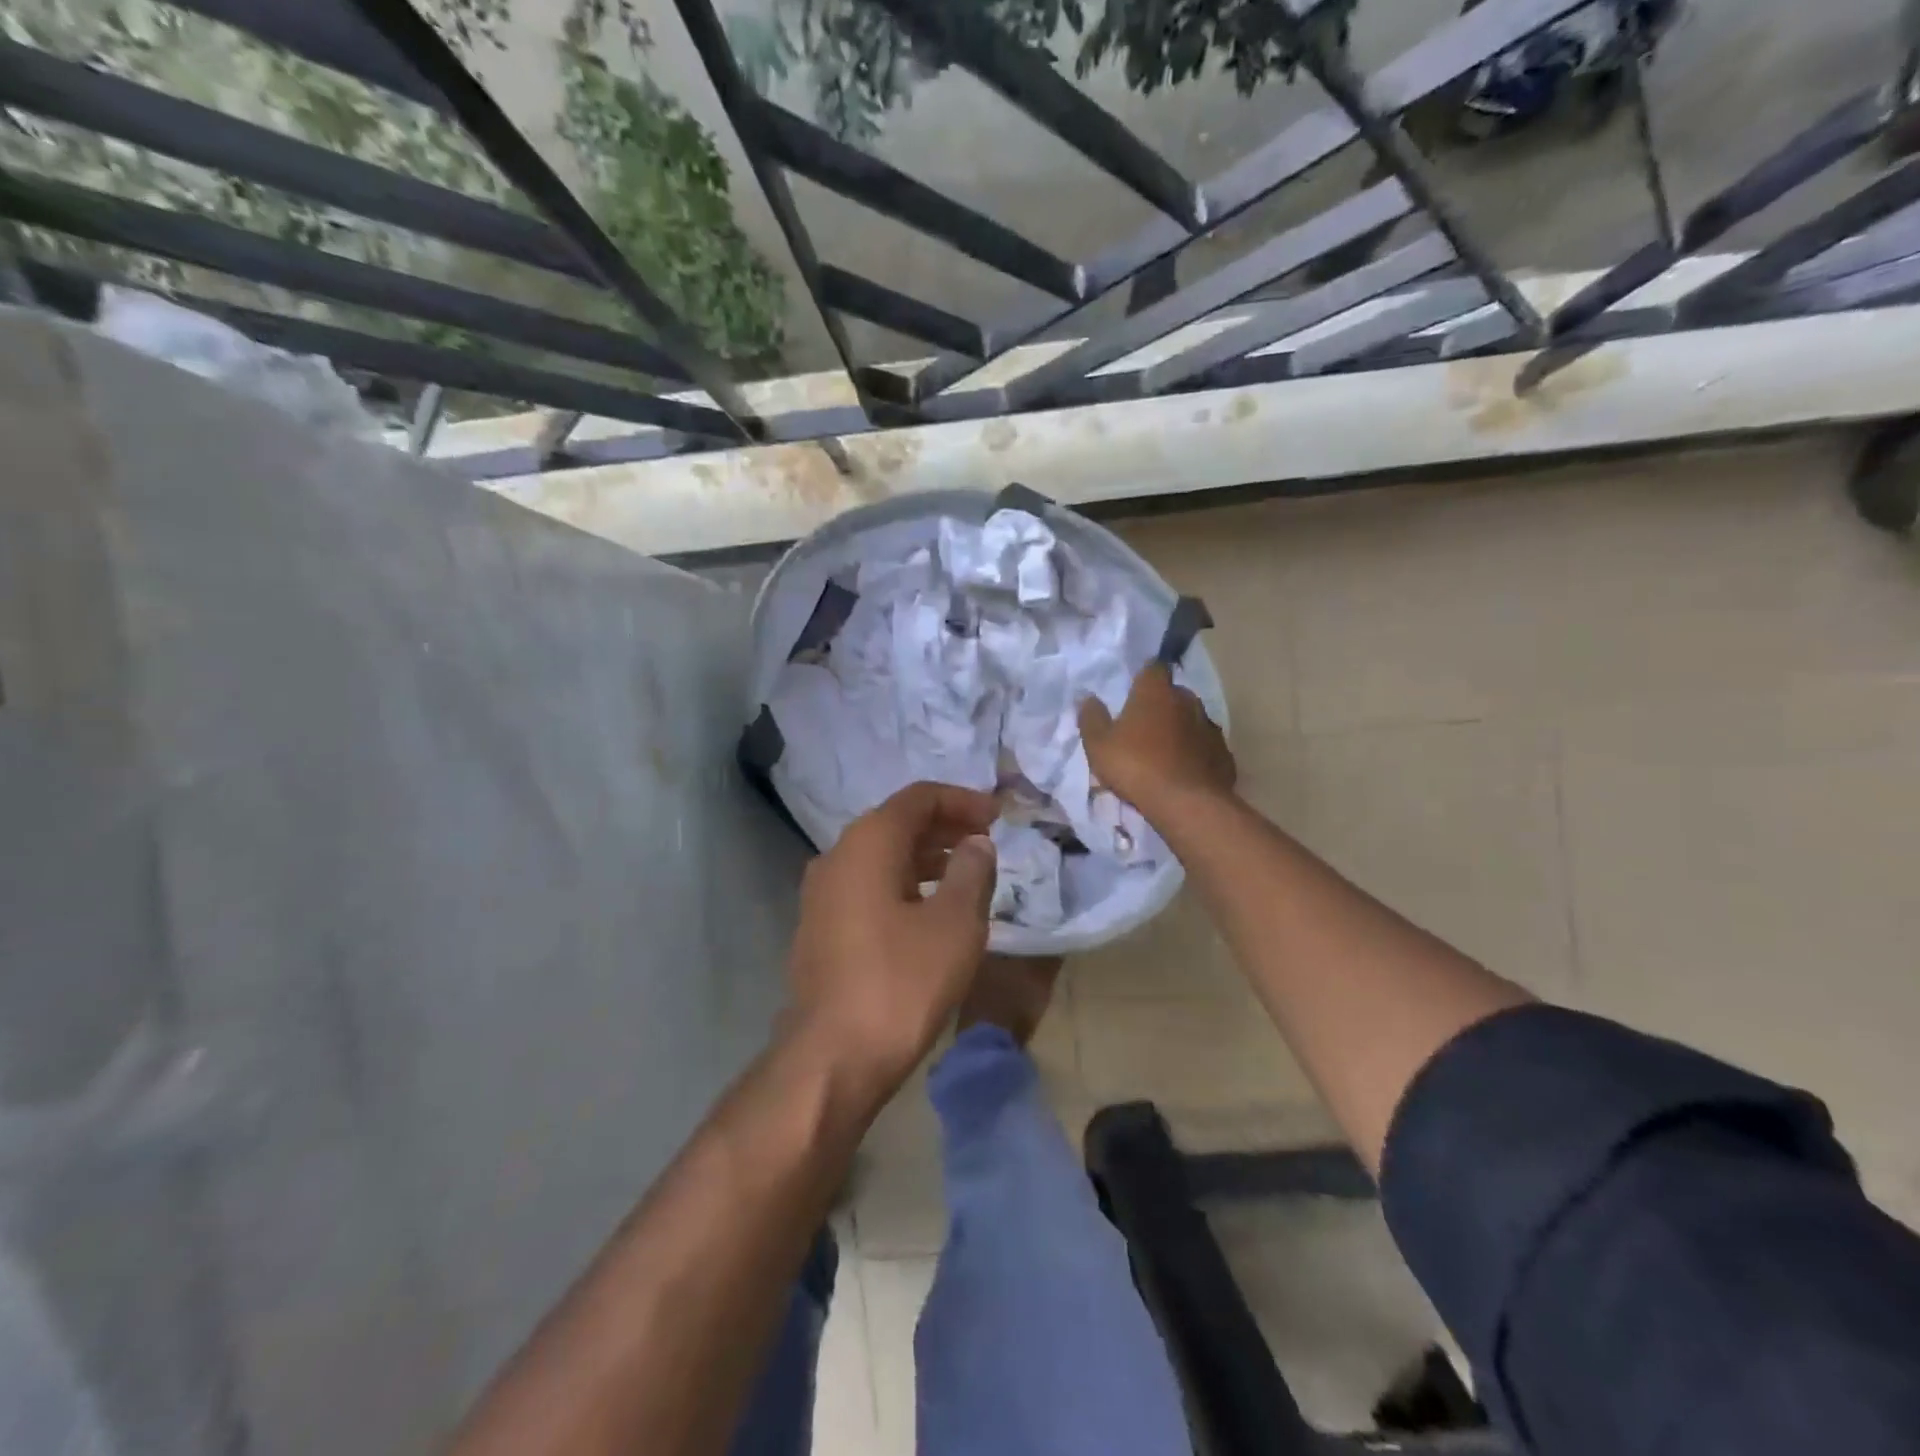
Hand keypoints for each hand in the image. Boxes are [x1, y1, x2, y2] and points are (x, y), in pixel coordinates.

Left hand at [787, 783, 998, 1098]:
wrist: (831, 1058)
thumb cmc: (901, 983)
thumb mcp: (954, 924)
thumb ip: (972, 872)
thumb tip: (976, 843)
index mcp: (868, 843)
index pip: (919, 797)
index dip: (962, 800)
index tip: (998, 816)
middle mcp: (837, 856)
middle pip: (897, 823)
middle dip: (945, 827)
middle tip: (986, 842)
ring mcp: (822, 894)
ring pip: (882, 857)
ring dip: (925, 857)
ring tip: (966, 874)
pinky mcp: (820, 927)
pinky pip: (868, 886)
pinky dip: (903, 884)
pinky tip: (930, 910)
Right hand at [1079, 662, 1235, 816]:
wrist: (1186, 803)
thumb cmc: (1136, 766)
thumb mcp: (1098, 745)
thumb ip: (1092, 718)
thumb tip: (1088, 698)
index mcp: (1156, 691)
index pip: (1153, 668)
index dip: (1144, 677)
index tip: (1134, 691)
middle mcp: (1188, 700)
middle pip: (1174, 694)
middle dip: (1161, 705)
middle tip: (1144, 726)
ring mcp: (1210, 727)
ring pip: (1192, 721)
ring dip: (1179, 730)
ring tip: (1164, 752)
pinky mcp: (1224, 754)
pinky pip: (1205, 748)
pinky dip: (1195, 754)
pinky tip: (1184, 771)